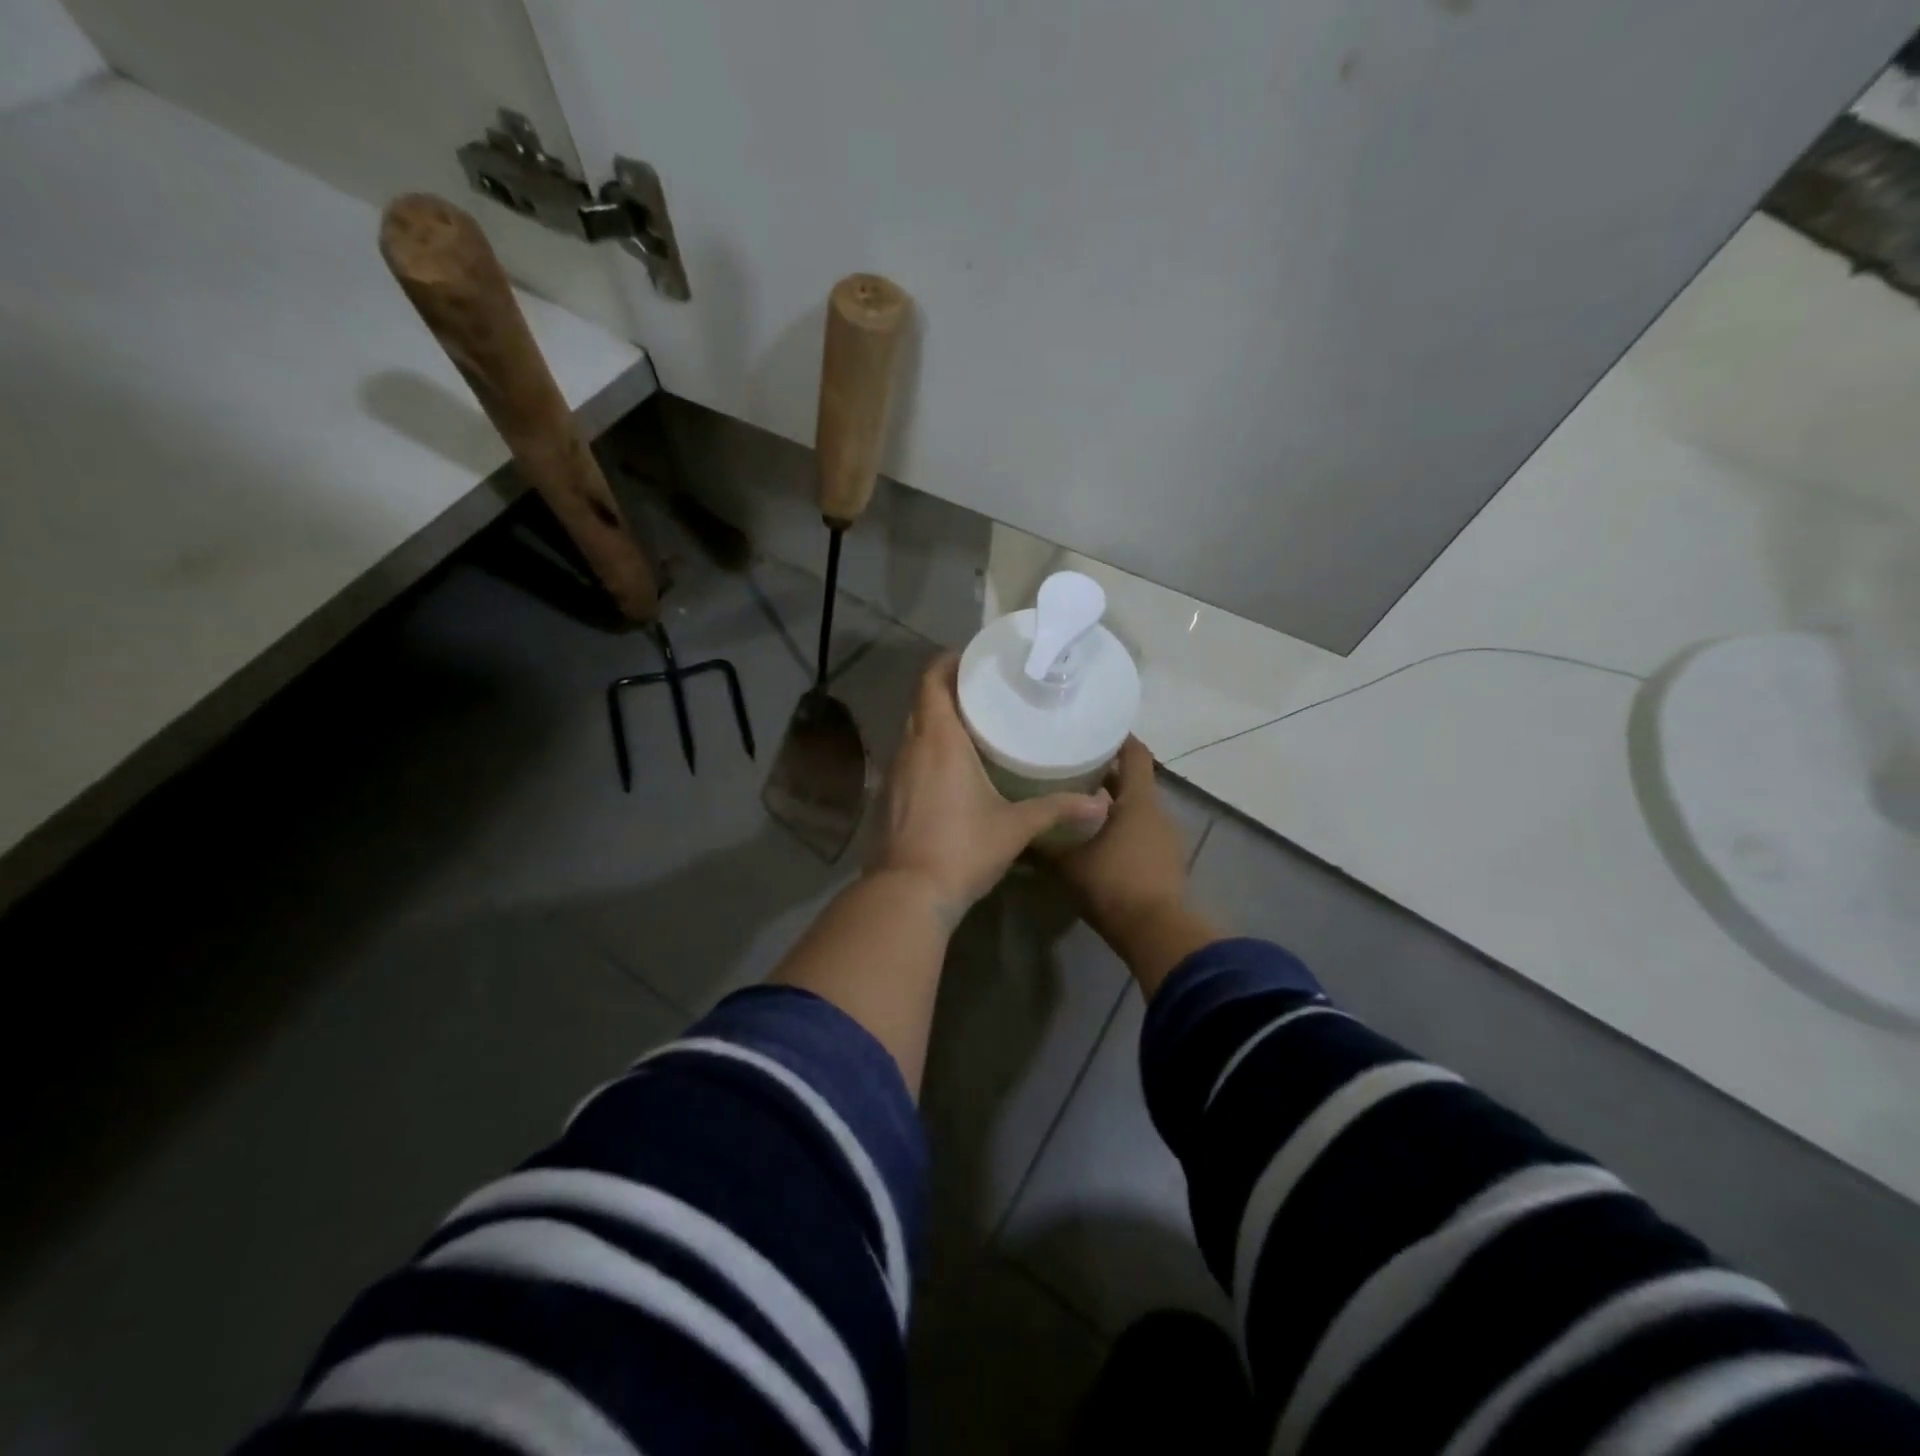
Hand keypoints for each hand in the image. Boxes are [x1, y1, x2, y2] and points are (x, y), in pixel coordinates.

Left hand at [871, 654, 1110, 917]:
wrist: (909, 894)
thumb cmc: (963, 848)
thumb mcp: (1016, 827)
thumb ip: (1058, 810)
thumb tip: (1102, 805)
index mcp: (939, 741)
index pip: (931, 682)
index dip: (946, 663)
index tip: (971, 660)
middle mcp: (911, 748)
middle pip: (922, 703)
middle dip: (946, 691)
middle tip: (981, 692)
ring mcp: (895, 774)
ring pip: (912, 733)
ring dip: (934, 723)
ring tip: (970, 725)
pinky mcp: (889, 798)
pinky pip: (908, 759)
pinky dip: (926, 752)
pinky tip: (949, 770)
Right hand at [1046, 736, 1191, 940]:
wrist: (1156, 932)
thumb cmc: (1113, 885)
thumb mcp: (1068, 864)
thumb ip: (1042, 845)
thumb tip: (1015, 834)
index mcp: (1138, 801)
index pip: (1136, 754)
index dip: (1118, 738)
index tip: (1094, 730)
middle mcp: (1157, 812)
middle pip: (1133, 781)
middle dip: (1105, 773)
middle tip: (1071, 768)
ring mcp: (1165, 838)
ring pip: (1136, 808)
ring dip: (1112, 803)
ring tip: (1076, 803)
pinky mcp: (1165, 861)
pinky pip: (1141, 832)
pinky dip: (1120, 828)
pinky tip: (1095, 838)